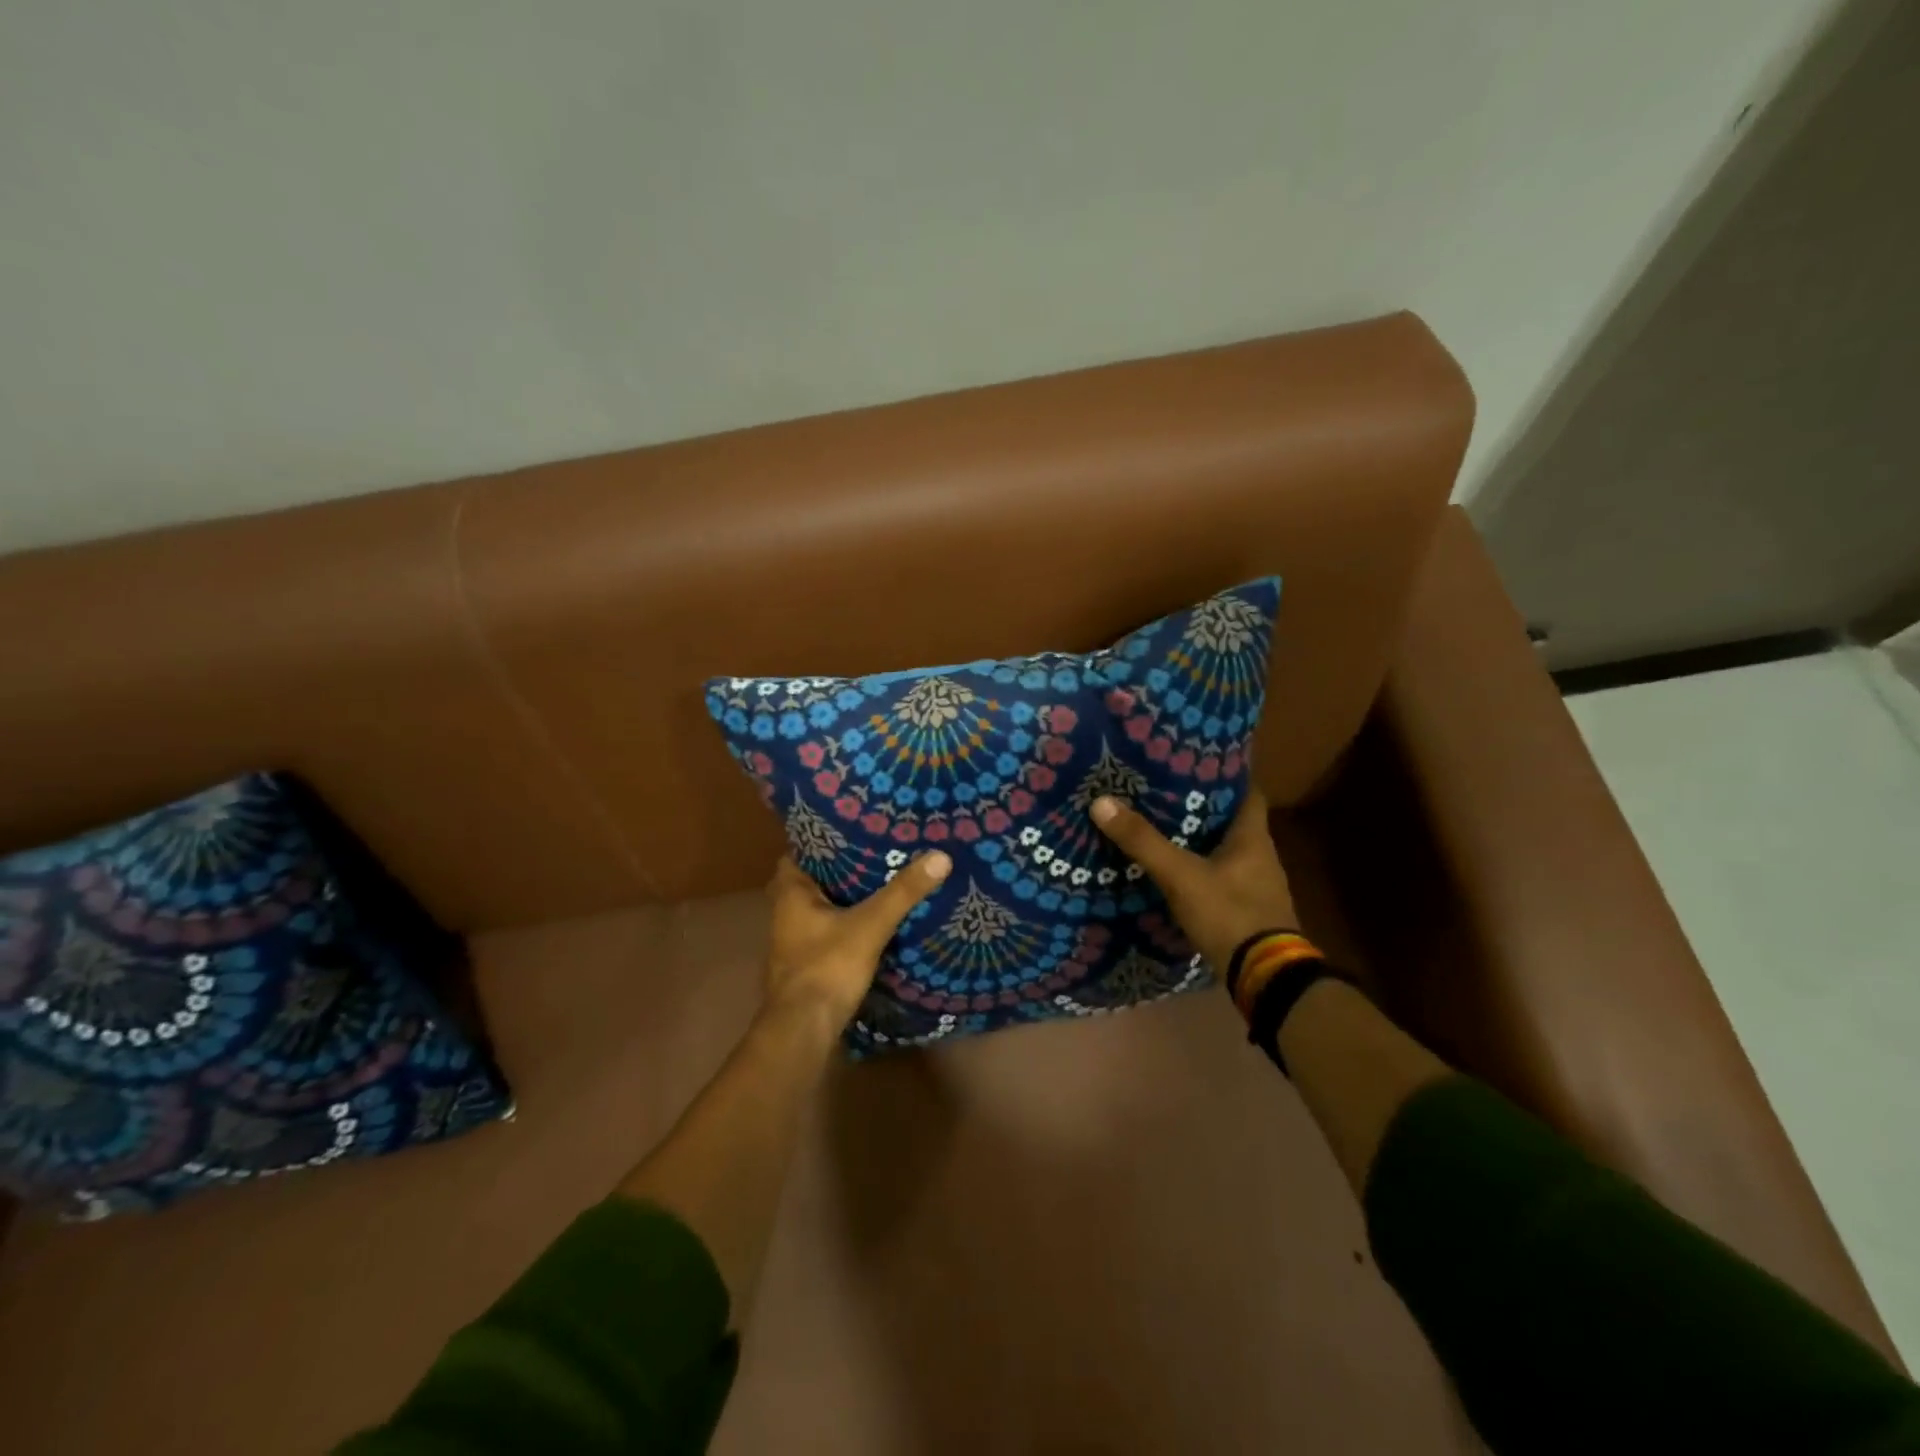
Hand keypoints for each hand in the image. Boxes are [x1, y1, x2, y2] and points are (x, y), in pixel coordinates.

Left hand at [762, 852, 951, 1029]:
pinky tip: (873, 921)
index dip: (824, 841)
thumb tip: (939, 856)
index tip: (854, 831)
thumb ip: (902, 892)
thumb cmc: (827, 967)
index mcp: (791, 893)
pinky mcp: (806, 963)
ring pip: (820, 907)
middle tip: (875, 854)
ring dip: (844, 897)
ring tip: (880, 881)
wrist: (803, 1030)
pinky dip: (846, 922)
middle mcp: (785, 913)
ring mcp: (793, 940)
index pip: (800, 852)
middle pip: (812, 880)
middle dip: (840, 869)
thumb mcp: (870, 925)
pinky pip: (827, 930)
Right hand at [1090, 788, 1296, 975]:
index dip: (1225, 775)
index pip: (1247, 792)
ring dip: (1201, 841)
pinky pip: (1222, 878)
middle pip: (1232, 822)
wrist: (1265, 979)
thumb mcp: (1180, 875)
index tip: (1194, 764)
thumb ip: (1143, 841)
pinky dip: (1202, 871)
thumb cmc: (1229, 914)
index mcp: (1253, 838)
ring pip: (1227, 851)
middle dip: (1202, 808)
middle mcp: (1261, 857)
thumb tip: (1101, 801)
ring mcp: (1257, 887)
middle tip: (1164, 793)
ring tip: (1163, 829)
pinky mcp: (1248, 912)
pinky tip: (1176, 873)